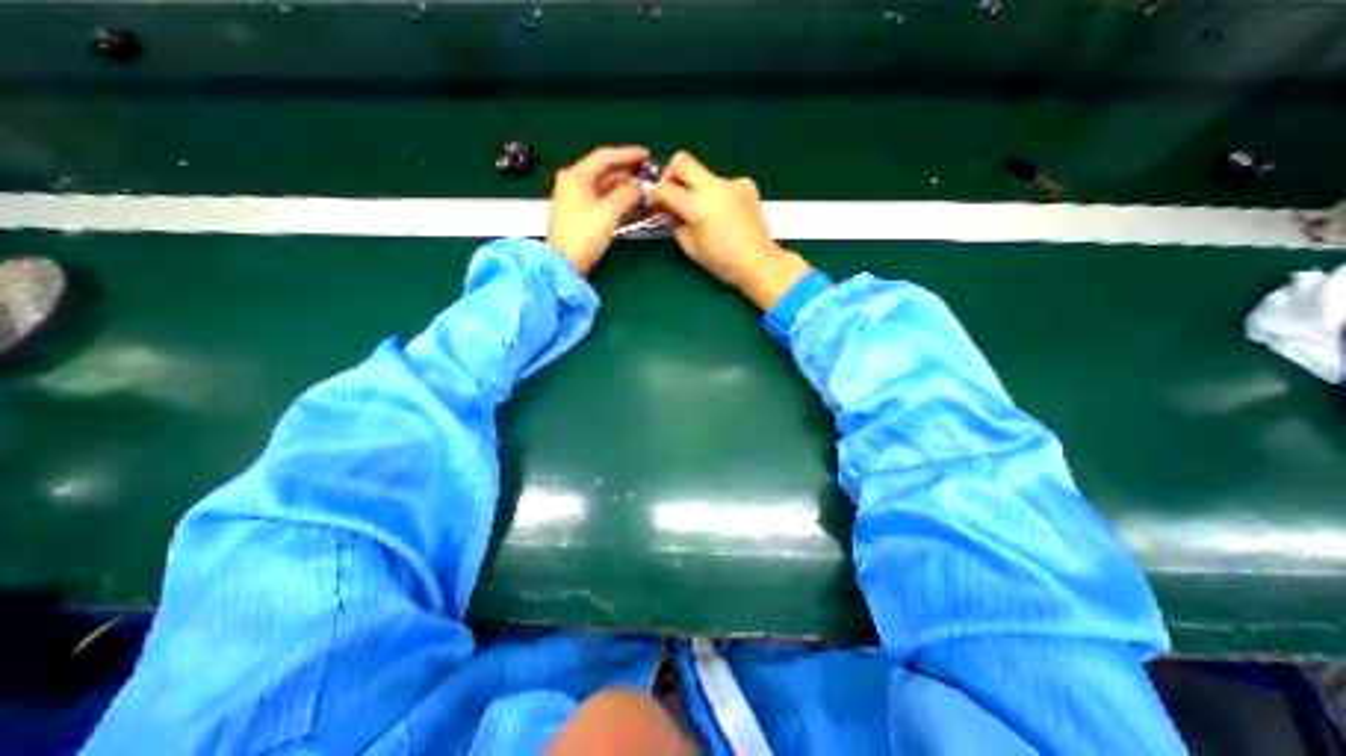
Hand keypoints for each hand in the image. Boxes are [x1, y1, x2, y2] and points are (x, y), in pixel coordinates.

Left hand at [546, 145, 652, 274]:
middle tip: (647, 173)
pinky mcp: (579, 213)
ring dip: (622, 186)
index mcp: (575, 176)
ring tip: (642, 187)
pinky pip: (601, 198)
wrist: (563, 264)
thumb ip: (626, 195)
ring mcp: (575, 198)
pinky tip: (629, 202)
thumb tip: (638, 186)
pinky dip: (615, 198)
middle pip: (603, 170)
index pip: (605, 157)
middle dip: (626, 171)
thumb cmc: (583, 237)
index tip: (646, 154)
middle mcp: (573, 182)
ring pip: (603, 185)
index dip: (627, 154)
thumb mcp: (608, 213)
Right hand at [650, 150, 807, 309]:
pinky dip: (716, 195)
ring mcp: (732, 183)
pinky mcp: (746, 184)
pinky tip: (723, 214)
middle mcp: (714, 187)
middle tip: (671, 193)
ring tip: (702, 213)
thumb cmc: (723, 261)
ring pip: (703, 174)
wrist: (759, 262)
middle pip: (682, 161)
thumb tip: (673, 212)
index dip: (654, 195)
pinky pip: (722, 184)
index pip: (665, 189)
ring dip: (696, 188)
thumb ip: (677, 224)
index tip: (654, 203)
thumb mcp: (691, 247)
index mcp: (698, 206)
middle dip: (670, 174)